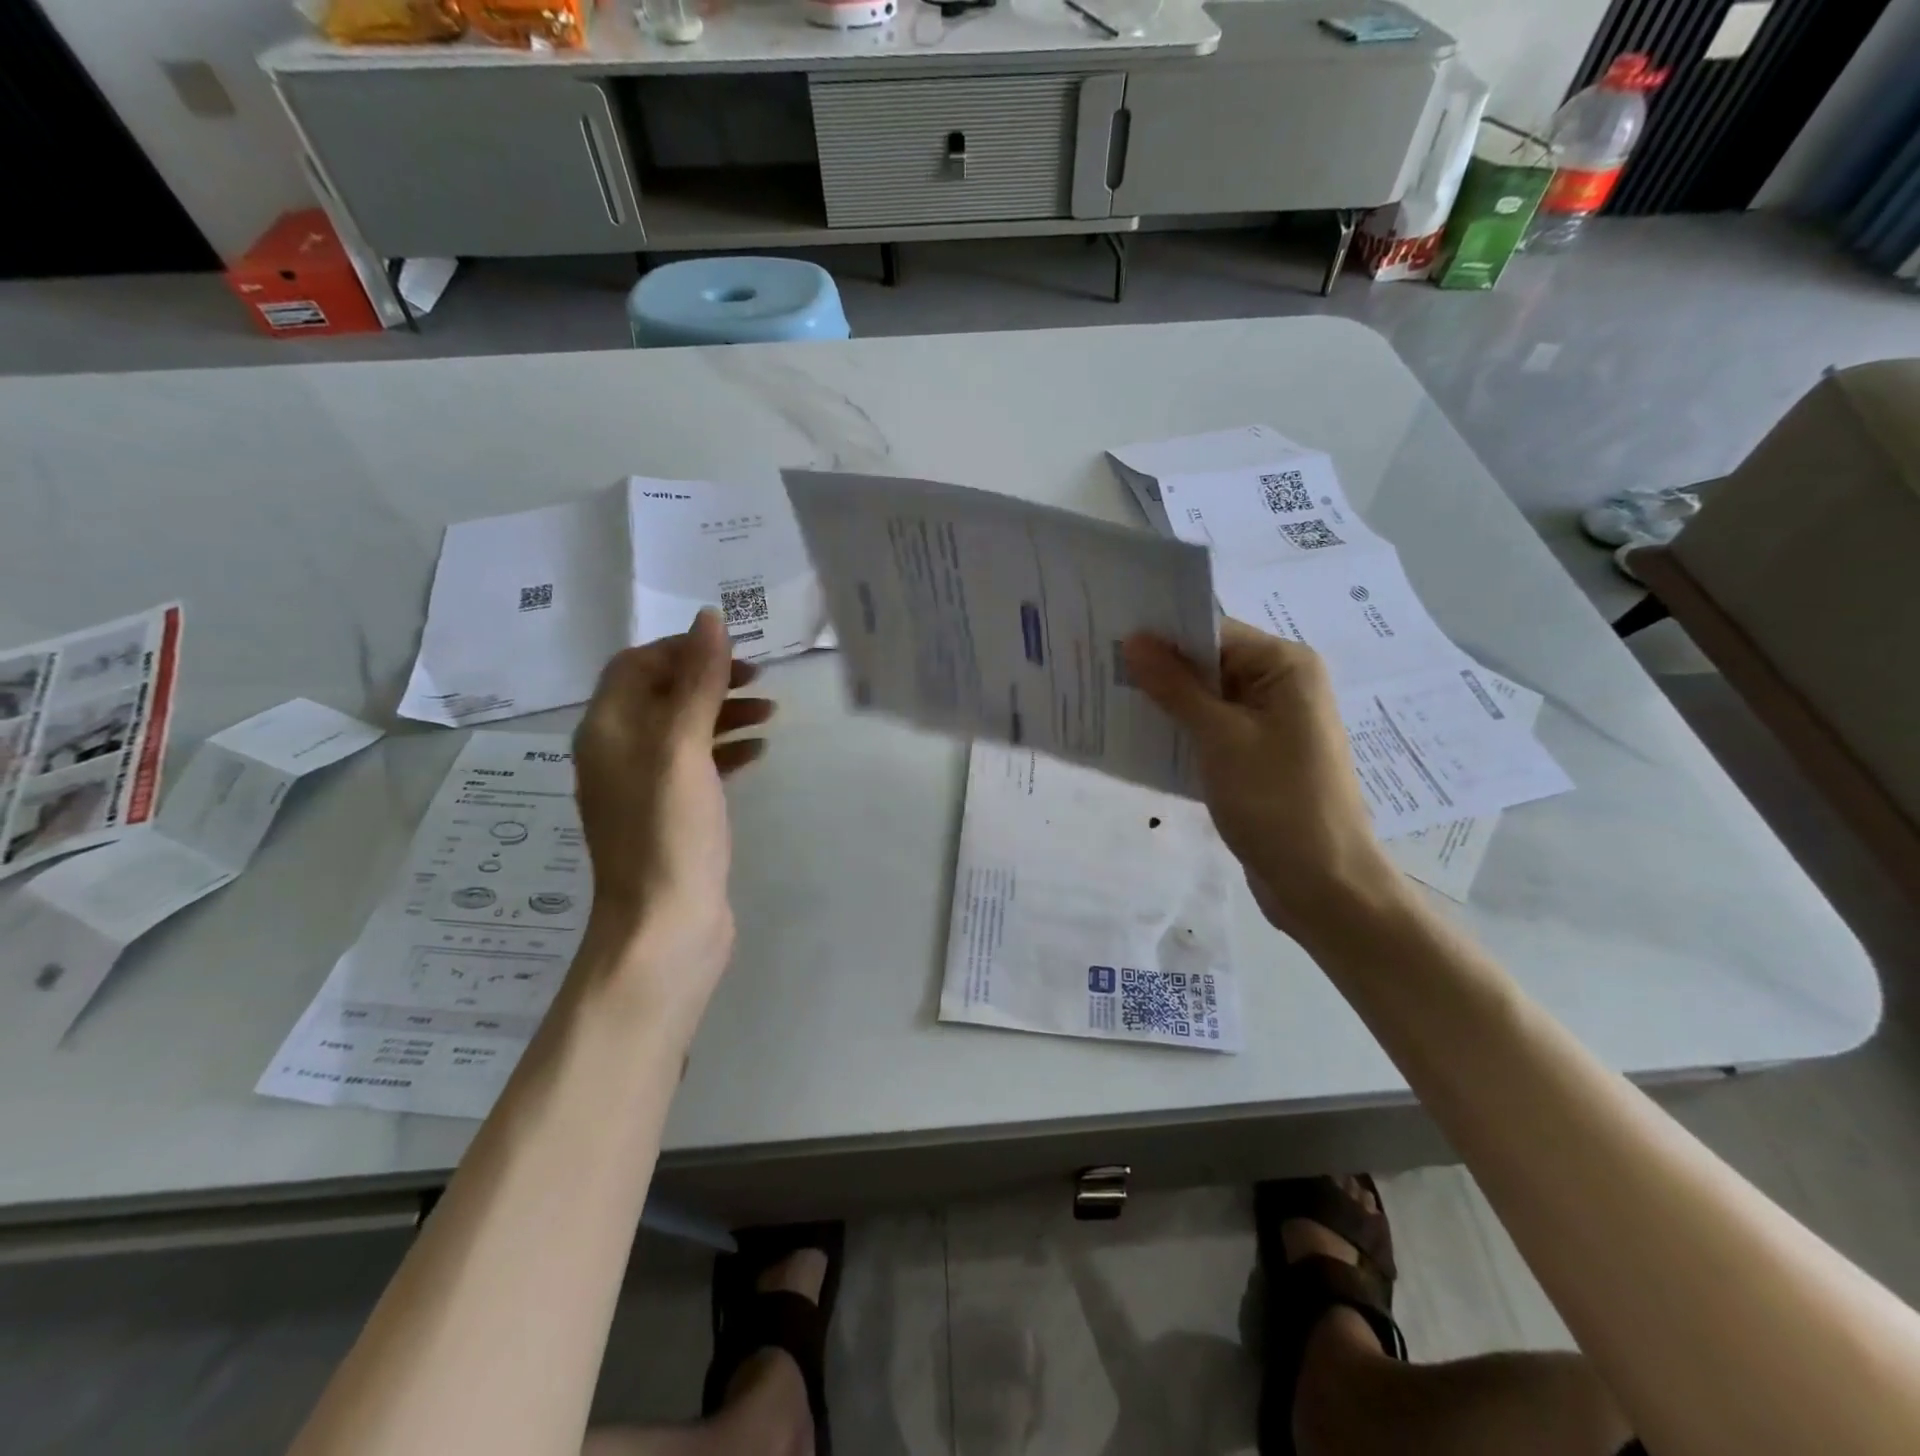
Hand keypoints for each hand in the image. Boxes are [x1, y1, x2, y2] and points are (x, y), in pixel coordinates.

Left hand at [571, 609, 773, 1027]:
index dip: (683, 650)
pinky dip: (726, 750)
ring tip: (772, 714)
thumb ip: (698, 682)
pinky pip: (697, 766)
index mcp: (607, 729)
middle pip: (662, 694)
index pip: (636, 664)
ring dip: (724, 713)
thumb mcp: (684, 747)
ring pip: (684, 730)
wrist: (666, 926)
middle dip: (710, 679)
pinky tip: (758, 753)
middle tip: (762, 680)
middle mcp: (617, 752)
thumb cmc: (670, 831)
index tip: (734, 653)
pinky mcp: (670, 815)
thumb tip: (709, 618)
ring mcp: (644, 787)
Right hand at [1123, 620, 1409, 941]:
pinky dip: (1180, 731)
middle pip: (1209, 662)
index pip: (1213, 631)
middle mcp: (1281, 685)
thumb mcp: (1220, 738)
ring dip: (1164, 702)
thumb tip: (1134, 640)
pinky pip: (1212, 729)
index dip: (1161, 633)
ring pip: (1206, 698)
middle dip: (1157, 668)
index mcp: (1285, 666)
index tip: (1106, 637)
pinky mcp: (1257, 756)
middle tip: (1095, 668)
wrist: (1322, 883)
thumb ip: (1176, 686)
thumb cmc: (1276, 801)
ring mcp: (1270, 723)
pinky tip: (1137, 737)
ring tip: (1105, 699)